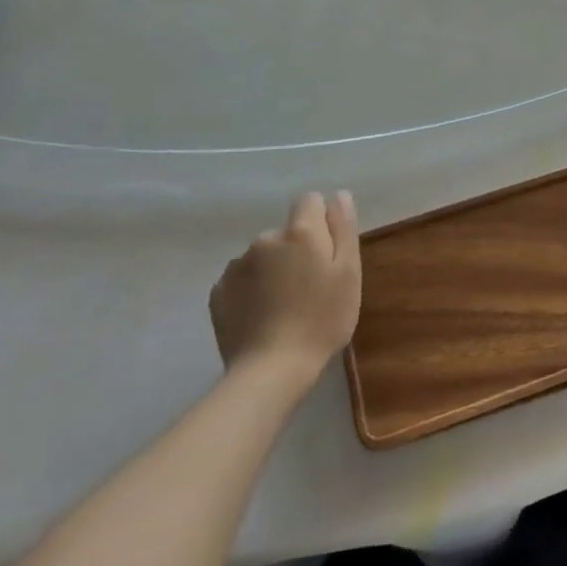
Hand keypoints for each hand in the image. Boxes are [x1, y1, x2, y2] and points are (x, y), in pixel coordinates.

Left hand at [209, 191, 360, 375]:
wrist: (270, 370)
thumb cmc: (321, 319)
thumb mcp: (348, 273)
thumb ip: (343, 228)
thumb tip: (338, 195)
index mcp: (299, 232)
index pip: (310, 201)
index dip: (322, 221)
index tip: (328, 252)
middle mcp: (264, 239)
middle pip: (286, 232)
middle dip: (297, 249)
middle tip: (310, 287)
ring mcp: (236, 265)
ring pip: (263, 256)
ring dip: (273, 269)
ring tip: (283, 305)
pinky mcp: (218, 292)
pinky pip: (242, 279)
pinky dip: (252, 289)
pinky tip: (261, 315)